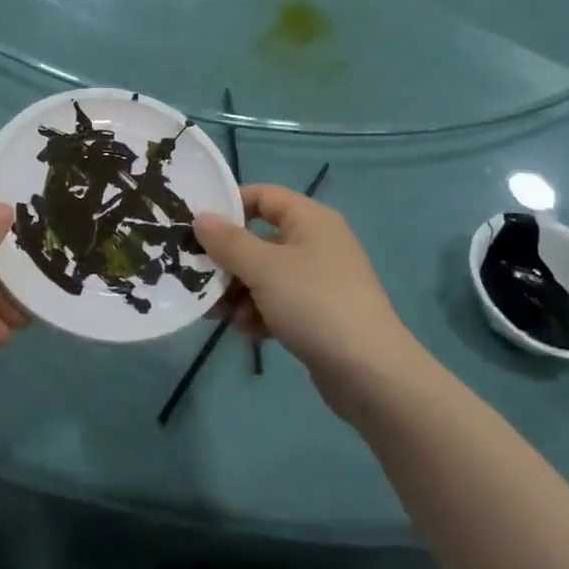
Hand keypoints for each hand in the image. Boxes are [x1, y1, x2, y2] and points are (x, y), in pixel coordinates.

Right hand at [196, 186, 419, 406]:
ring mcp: (319, 280)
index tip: (198, 226)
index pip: (263, 195)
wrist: (370, 373)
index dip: (230, 205)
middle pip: (260, 238)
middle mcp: (316, 242)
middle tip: (198, 277)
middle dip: (228, 260)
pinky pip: (279, 302)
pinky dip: (260, 312)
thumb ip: (228, 242)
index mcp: (309, 219)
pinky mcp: (319, 313)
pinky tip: (248, 332)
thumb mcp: (264, 268)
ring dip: (239, 291)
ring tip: (218, 313)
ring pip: (265, 274)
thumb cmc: (314, 303)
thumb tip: (201, 217)